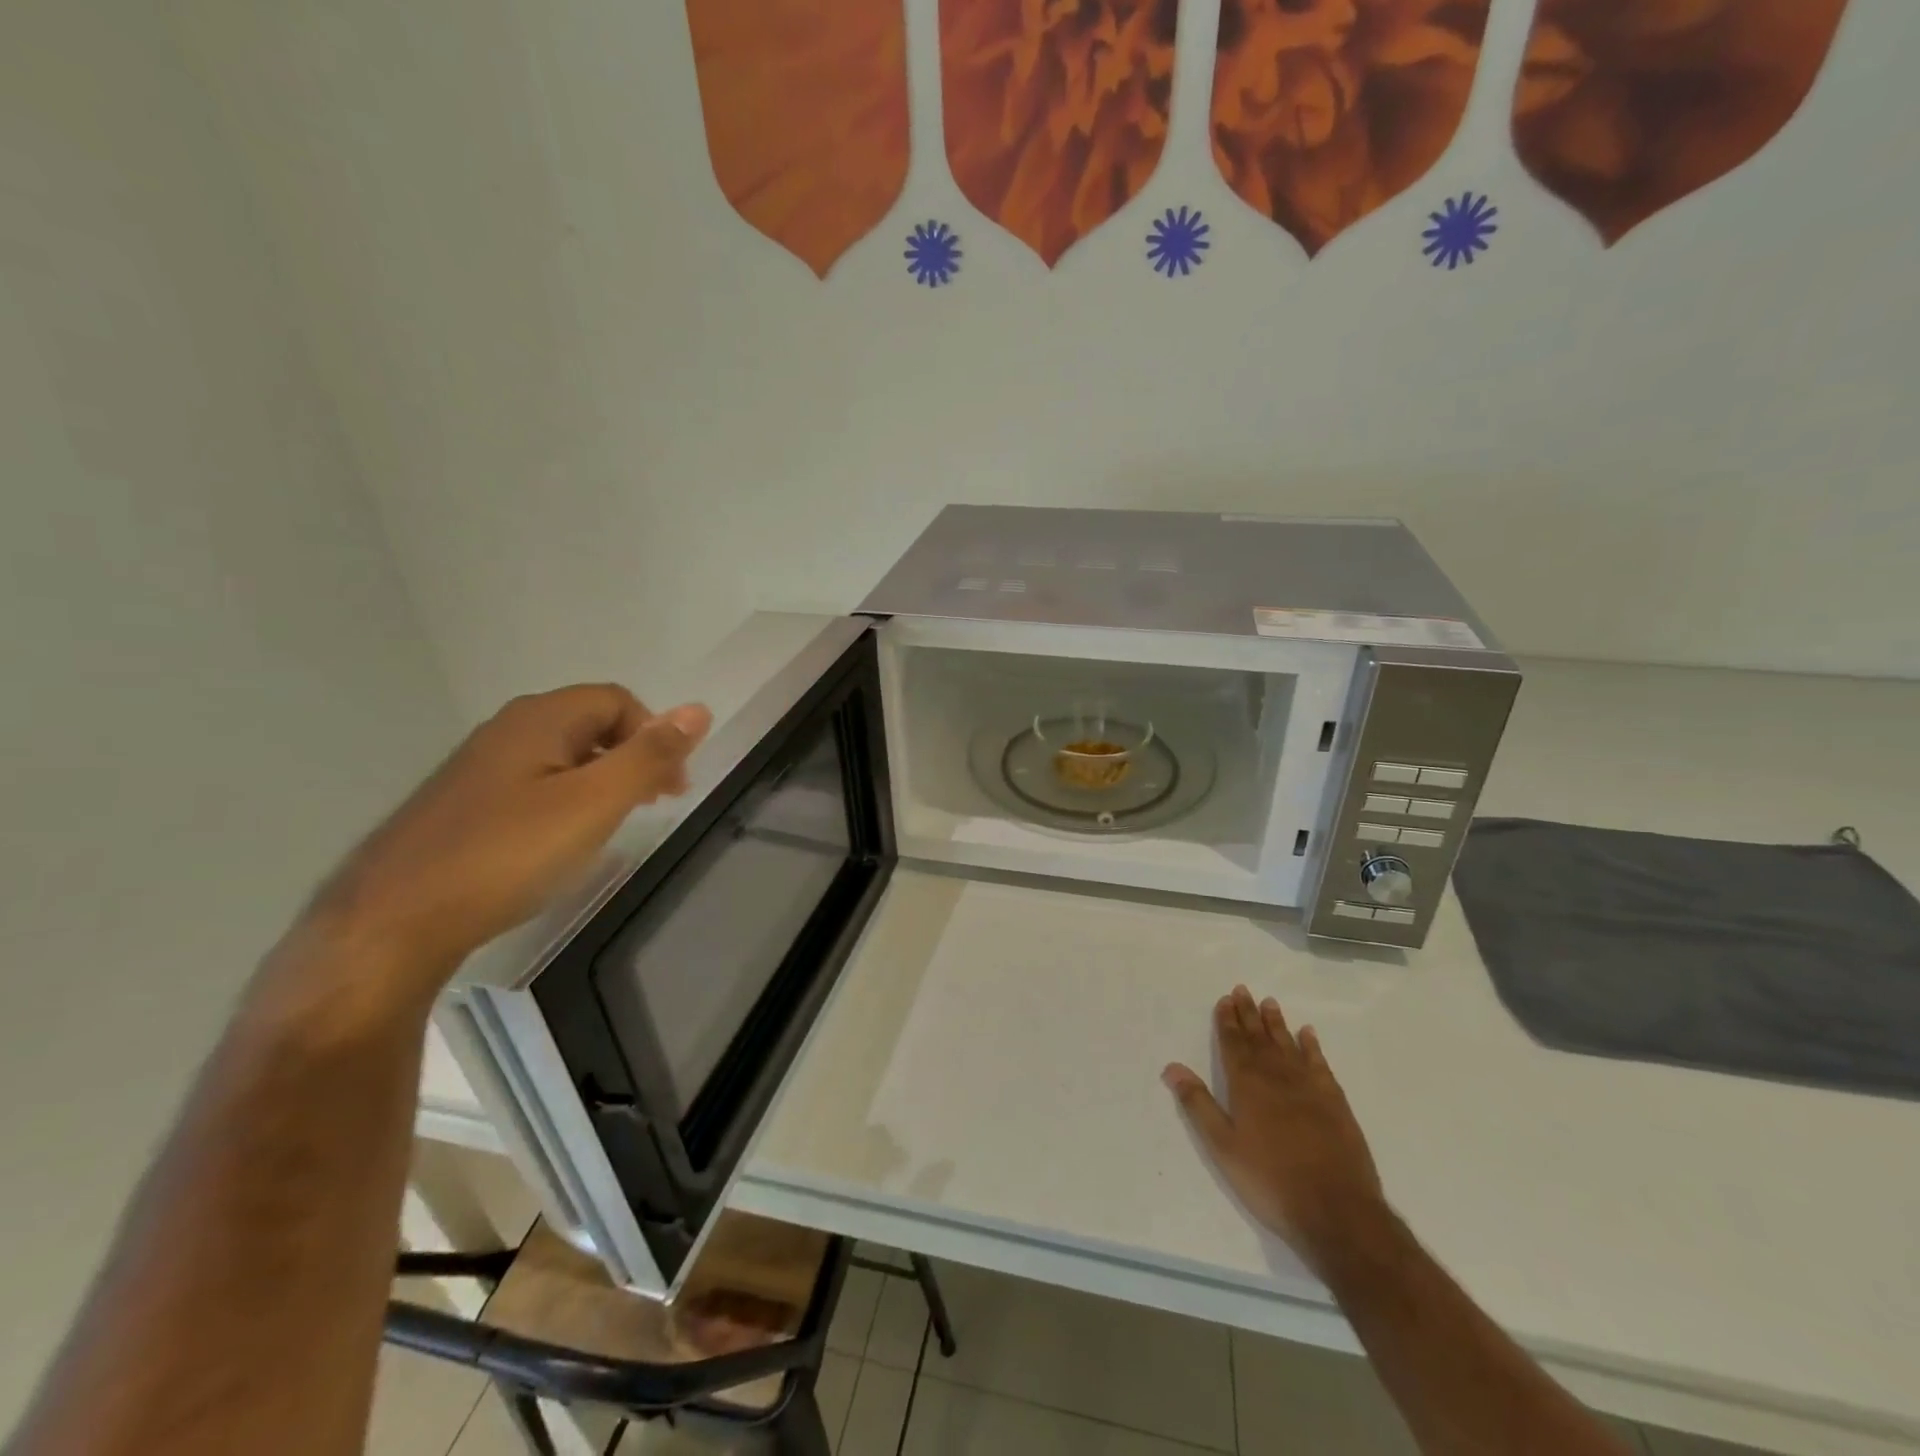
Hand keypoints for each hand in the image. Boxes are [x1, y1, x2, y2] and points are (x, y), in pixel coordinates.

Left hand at [303, 684, 711, 1004]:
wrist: (392, 923)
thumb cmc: (508, 855)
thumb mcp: (595, 804)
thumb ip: (649, 756)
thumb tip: (699, 709)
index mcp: (540, 719)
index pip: (618, 701)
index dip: (656, 735)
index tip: (672, 789)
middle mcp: (507, 729)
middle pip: (590, 723)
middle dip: (632, 757)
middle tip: (652, 806)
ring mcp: (479, 767)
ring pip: (561, 755)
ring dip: (602, 780)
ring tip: (612, 826)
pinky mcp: (463, 804)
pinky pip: (533, 783)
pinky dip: (566, 800)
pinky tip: (561, 842)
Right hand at [1164, 986, 1385, 1277]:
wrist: (1337, 1210)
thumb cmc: (1271, 1180)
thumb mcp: (1223, 1147)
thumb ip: (1198, 1104)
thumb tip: (1171, 1067)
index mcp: (1247, 1085)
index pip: (1233, 1043)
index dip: (1227, 1020)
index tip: (1225, 999)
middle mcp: (1276, 1076)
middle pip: (1259, 1037)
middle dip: (1249, 1014)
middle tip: (1243, 990)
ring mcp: (1309, 1087)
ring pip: (1288, 1044)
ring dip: (1277, 1023)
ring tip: (1270, 1003)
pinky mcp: (1335, 1102)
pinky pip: (1320, 1063)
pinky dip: (1312, 1046)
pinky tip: (1308, 1034)